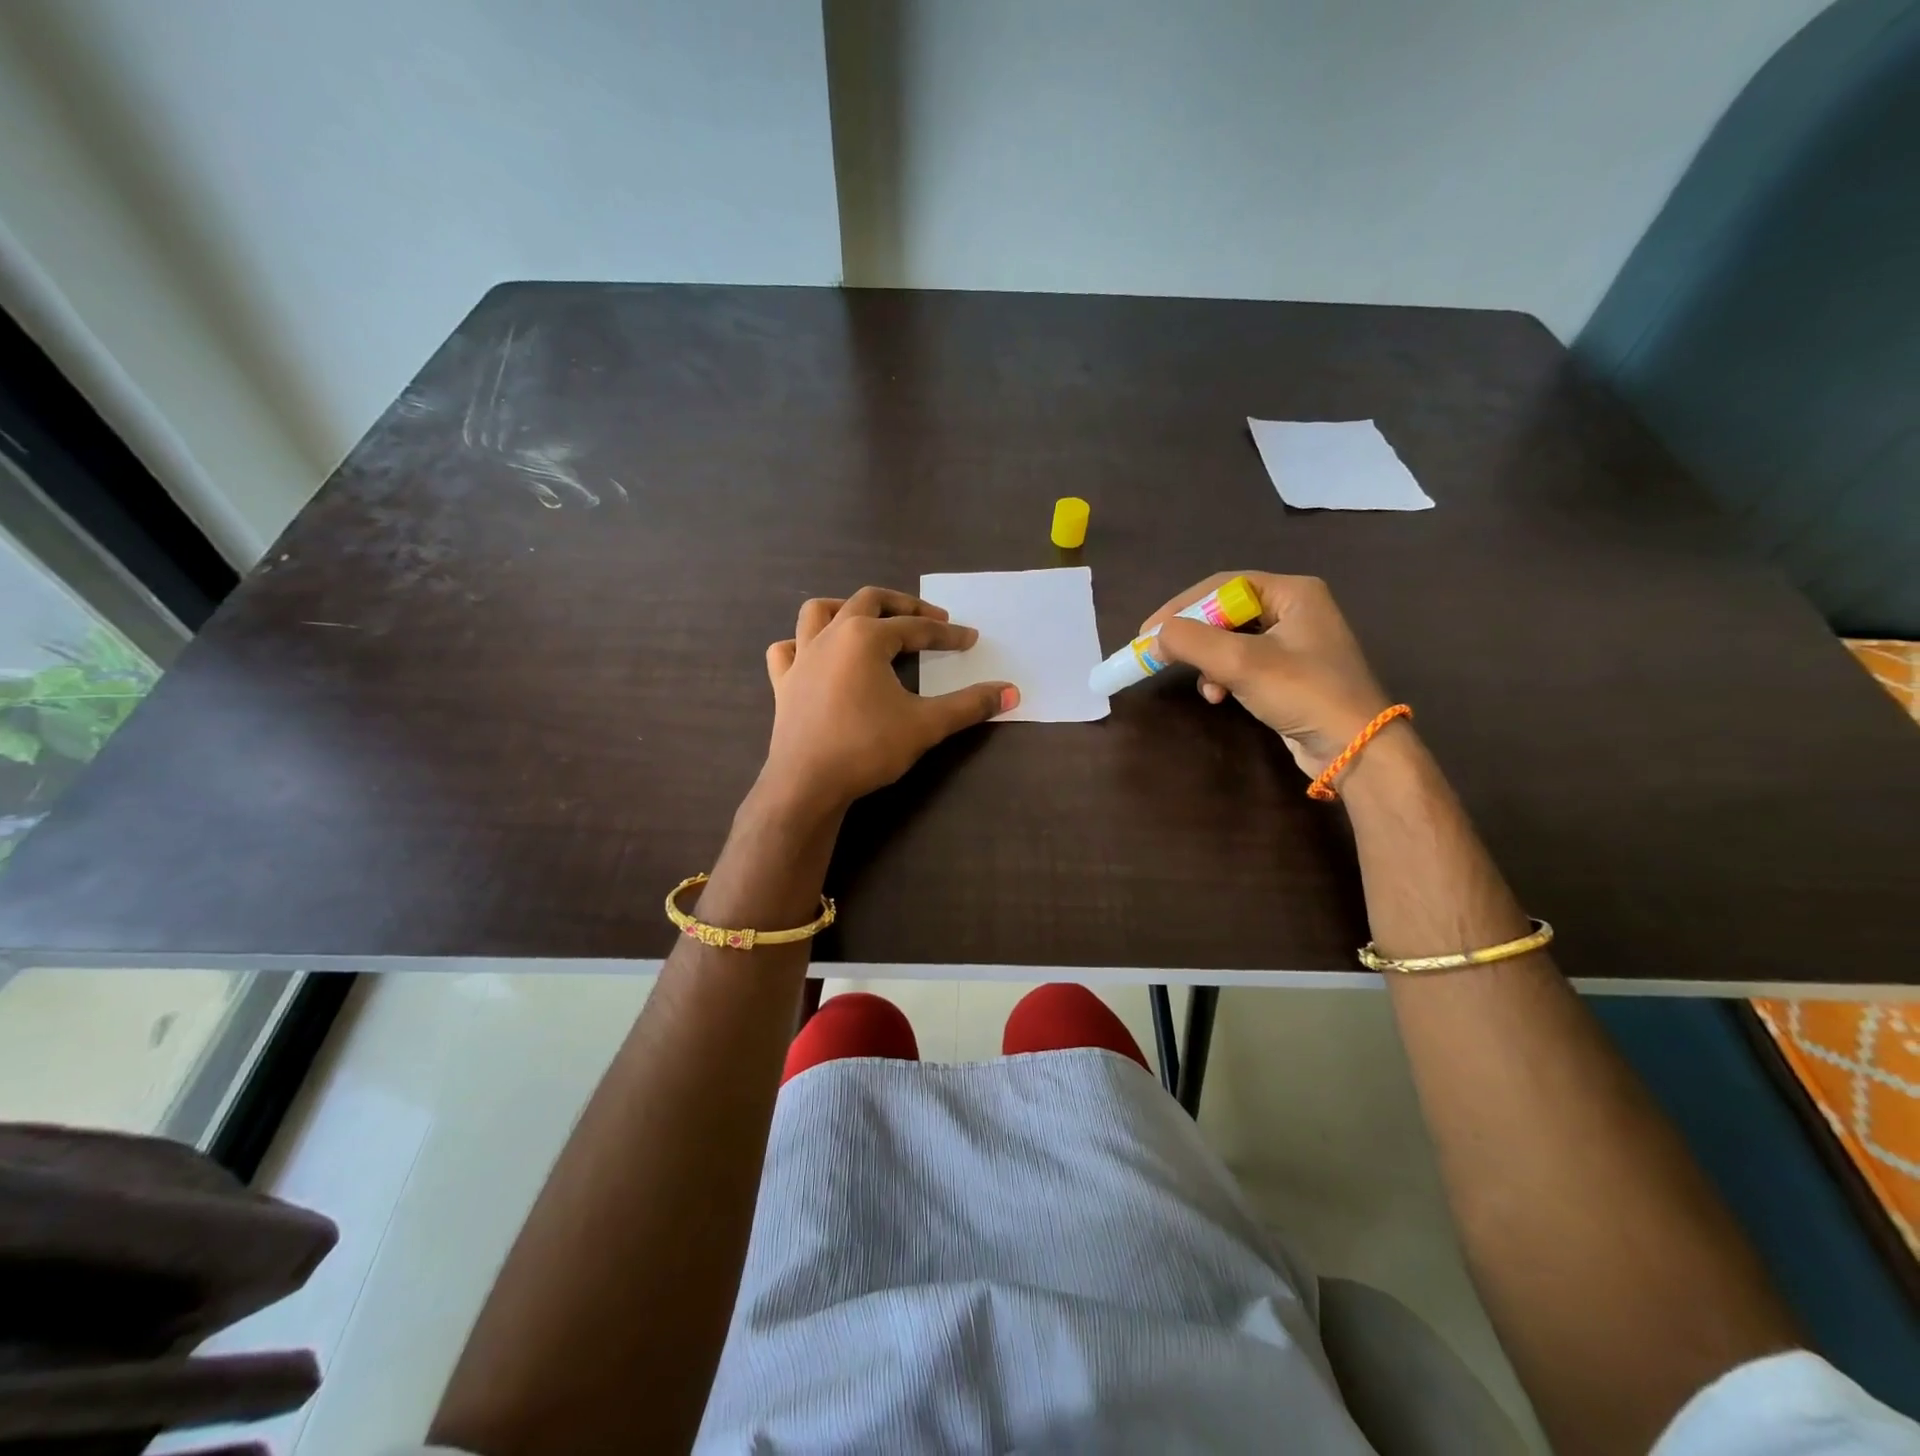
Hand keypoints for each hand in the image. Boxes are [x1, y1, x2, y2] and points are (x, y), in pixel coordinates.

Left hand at [760, 587, 1017, 817]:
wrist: (807, 784)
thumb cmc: (867, 748)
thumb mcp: (926, 725)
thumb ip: (970, 705)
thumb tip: (1012, 692)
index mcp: (865, 637)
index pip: (916, 628)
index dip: (948, 634)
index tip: (971, 639)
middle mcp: (831, 635)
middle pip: (869, 601)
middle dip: (904, 606)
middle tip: (931, 620)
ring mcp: (801, 657)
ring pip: (819, 612)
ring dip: (847, 608)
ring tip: (870, 621)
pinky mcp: (783, 682)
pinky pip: (787, 649)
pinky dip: (802, 644)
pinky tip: (815, 655)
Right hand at [1143, 573, 1390, 774]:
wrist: (1355, 748)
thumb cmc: (1303, 693)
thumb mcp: (1242, 662)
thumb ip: (1192, 642)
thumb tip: (1154, 637)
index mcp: (1293, 592)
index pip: (1222, 586)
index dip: (1181, 607)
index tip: (1147, 633)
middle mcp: (1295, 609)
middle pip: (1225, 612)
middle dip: (1194, 638)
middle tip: (1161, 656)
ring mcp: (1294, 642)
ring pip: (1230, 641)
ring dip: (1208, 662)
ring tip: (1204, 686)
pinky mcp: (1290, 673)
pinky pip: (1242, 663)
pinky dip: (1224, 677)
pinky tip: (1219, 697)